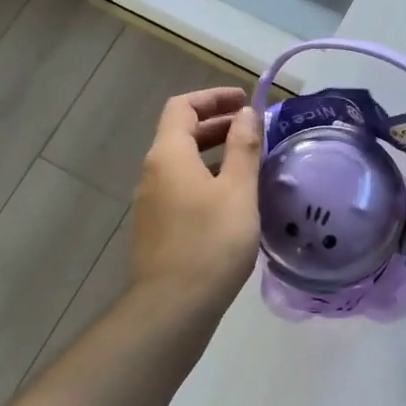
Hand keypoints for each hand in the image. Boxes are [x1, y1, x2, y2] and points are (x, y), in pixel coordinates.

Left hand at [128, 87, 262, 323]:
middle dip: (217, 124)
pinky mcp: (158, 228)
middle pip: (180, 133)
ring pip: (183, 163)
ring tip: (250, 162)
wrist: (172, 308)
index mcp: (168, 155)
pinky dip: (207, 178)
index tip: (245, 101)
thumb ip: (243, 147)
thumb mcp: (238, 191)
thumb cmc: (210, 243)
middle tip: (253, 130)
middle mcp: (153, 173)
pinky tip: (234, 199)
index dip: (213, 97)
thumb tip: (246, 113)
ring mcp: (152, 202)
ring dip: (214, 153)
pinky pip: (182, 187)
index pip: (182, 107)